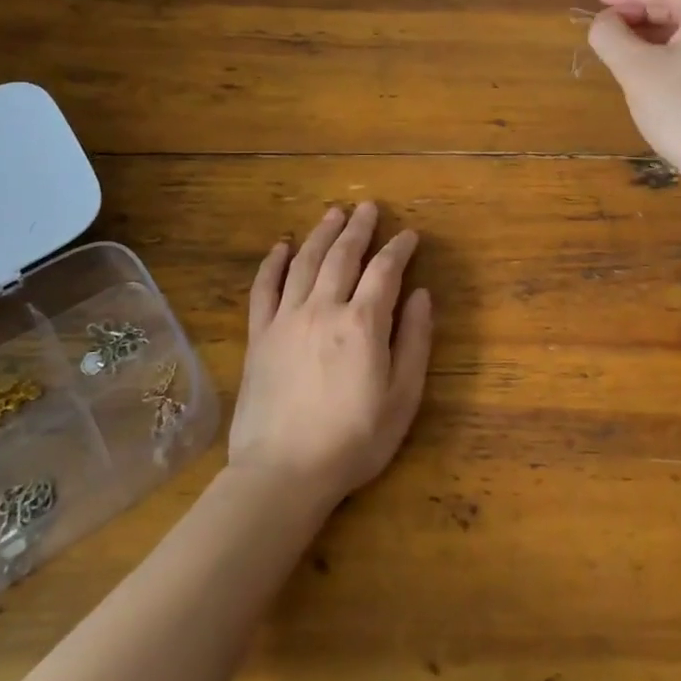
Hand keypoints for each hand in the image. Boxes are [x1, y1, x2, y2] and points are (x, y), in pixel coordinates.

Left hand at [230, 202, 432, 503]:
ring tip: (334, 213)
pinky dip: (273, 263)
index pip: (385, 270)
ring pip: (305, 262)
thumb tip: (421, 295)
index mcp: (363, 323)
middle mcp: (323, 309)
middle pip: (343, 255)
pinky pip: (264, 288)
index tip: (409, 234)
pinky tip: (282, 246)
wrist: (283, 474)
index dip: (399, 248)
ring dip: (321, 233)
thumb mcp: (403, 397)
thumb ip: (414, 341)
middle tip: (368, 206)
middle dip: (359, 228)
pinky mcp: (259, 336)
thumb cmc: (354, 440)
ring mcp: (286, 319)